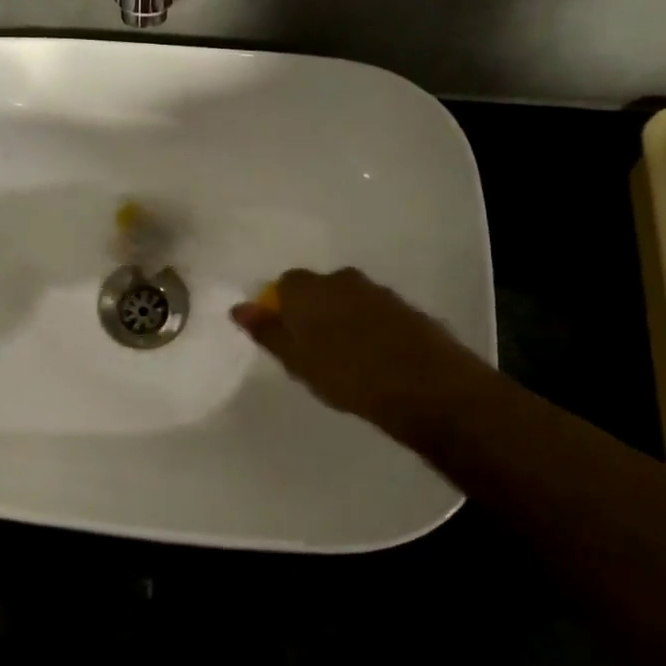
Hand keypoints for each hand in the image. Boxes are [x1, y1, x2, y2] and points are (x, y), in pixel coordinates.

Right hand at [230, 267, 474, 441]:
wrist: (427, 387)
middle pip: (318, 290)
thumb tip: (238, 307)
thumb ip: (267, 331)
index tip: (286, 340)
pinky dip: (369, 329)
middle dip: (313, 313)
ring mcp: (378, 291)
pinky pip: (375, 313)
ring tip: (346, 359)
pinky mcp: (406, 308)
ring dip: (342, 320)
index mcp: (309, 288)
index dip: (282, 310)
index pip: (284, 285)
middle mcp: (342, 279)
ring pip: (348, 300)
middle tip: (313, 352)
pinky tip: (374, 359)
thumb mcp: (296, 360)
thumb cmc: (348, 375)